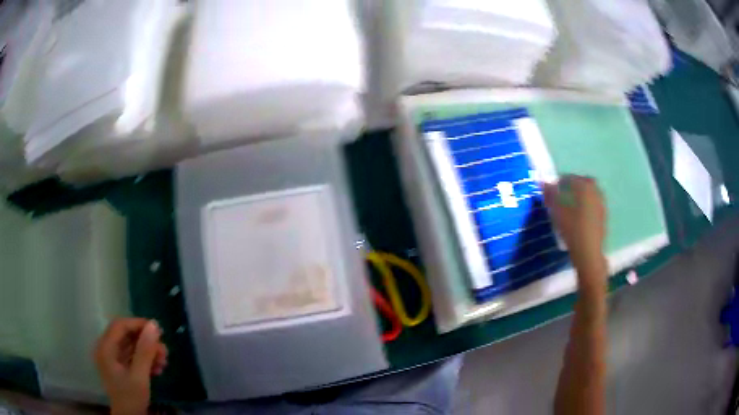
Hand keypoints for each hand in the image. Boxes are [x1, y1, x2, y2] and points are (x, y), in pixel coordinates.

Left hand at [94, 318, 167, 414]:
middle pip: (126, 336)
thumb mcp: (140, 376)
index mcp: (106, 348)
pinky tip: (157, 369)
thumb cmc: (131, 398)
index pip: (120, 326)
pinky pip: (132, 357)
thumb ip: (145, 351)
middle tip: (164, 350)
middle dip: (146, 342)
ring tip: (164, 361)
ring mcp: (112, 359)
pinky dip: (145, 360)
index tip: (158, 330)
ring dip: (148, 352)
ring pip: (131, 347)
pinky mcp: (119, 368)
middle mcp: (106, 349)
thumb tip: (154, 325)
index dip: (138, 324)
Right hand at [543, 176, 606, 278]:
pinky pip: (592, 204)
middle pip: (581, 183)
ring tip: (569, 209)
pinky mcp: (603, 214)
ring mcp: (601, 202)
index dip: (558, 184)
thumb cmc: (571, 229)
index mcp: (584, 185)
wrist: (588, 251)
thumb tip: (543, 182)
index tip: (551, 193)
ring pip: (588, 193)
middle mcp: (595, 189)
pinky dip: (585, 206)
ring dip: (579, 197)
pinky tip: (578, 218)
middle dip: (571, 187)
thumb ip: (550, 194)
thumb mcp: (556, 211)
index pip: (568, 177)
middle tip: (562, 198)